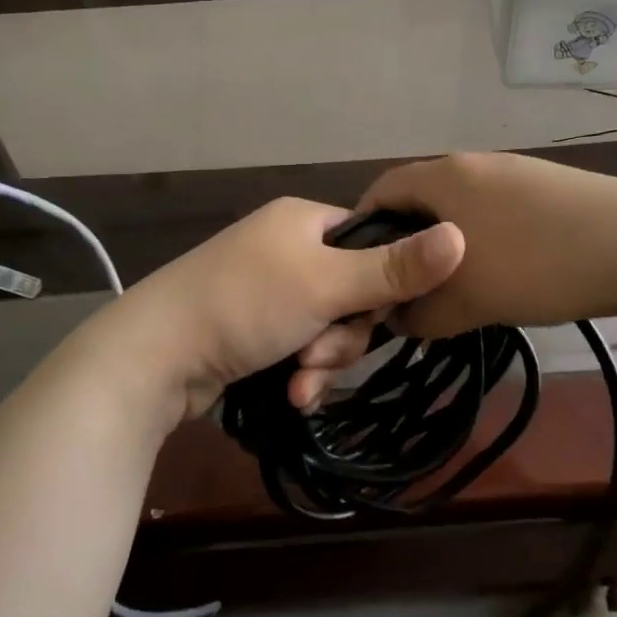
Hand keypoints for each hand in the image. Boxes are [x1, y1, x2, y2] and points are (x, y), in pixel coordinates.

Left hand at [106, 197, 465, 420]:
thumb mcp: (327, 284)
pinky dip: (299, 371)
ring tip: (298, 383)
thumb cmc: (245, 304)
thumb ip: (396, 267)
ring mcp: (265, 289)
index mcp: (303, 221)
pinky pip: (297, 346)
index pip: (371, 243)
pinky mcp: (250, 327)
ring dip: (322, 360)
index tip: (376, 317)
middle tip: (320, 356)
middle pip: (351, 292)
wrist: (153, 355)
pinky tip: (290, 395)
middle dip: (344, 335)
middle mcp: (285, 247)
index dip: (383, 285)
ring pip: (326, 326)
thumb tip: (463, 233)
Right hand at [353, 153, 616, 338]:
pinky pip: (493, 215)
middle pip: (419, 202)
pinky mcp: (546, 190)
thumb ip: (419, 313)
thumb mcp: (467, 301)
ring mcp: (514, 174)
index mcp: (444, 176)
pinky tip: (501, 276)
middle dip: (406, 248)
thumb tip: (397, 317)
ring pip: (459, 211)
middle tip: (405, 291)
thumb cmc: (539, 265)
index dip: (361, 231)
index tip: (360, 274)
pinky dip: (481, 243)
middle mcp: (473, 164)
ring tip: (453, 290)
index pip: (379, 191)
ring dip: (446, 249)